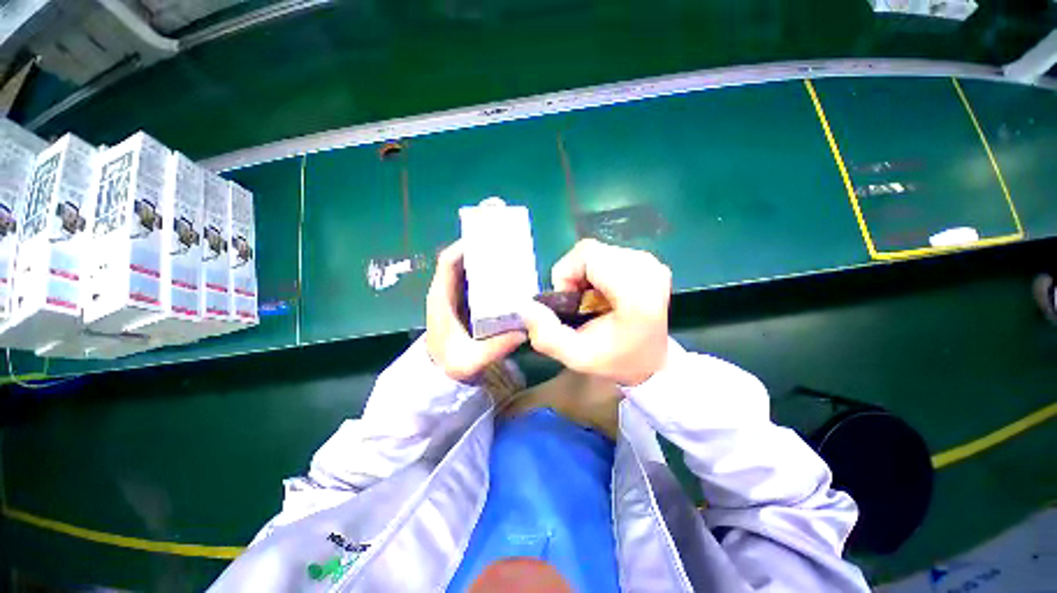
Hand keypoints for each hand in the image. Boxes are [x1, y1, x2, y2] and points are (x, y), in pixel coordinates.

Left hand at [426, 240, 526, 382]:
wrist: (439, 375)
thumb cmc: (449, 365)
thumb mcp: (471, 360)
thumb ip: (496, 347)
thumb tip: (525, 331)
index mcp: (441, 298)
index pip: (448, 262)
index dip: (465, 247)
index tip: (487, 239)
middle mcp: (446, 291)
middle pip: (461, 261)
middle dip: (481, 251)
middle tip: (506, 247)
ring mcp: (454, 296)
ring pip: (468, 270)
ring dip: (485, 262)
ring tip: (509, 258)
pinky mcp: (463, 302)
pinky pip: (474, 282)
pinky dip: (488, 277)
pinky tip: (506, 280)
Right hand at [519, 239, 670, 385]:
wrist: (651, 361)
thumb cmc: (616, 360)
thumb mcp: (576, 356)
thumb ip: (547, 335)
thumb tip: (525, 307)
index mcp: (635, 292)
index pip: (588, 255)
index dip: (568, 274)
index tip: (571, 301)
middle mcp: (647, 269)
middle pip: (590, 251)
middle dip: (574, 274)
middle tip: (579, 302)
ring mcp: (650, 262)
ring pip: (597, 251)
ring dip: (584, 273)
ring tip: (591, 299)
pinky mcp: (648, 261)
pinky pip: (607, 254)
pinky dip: (596, 270)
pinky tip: (603, 292)